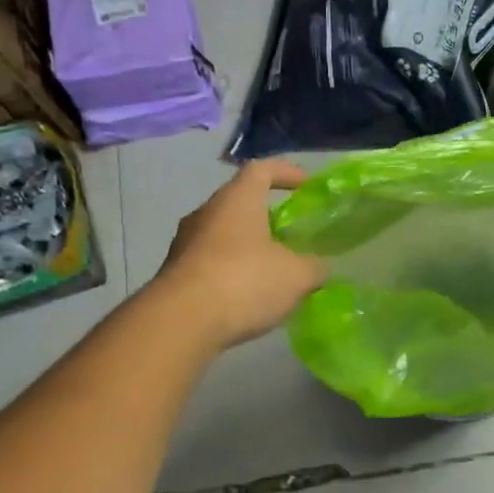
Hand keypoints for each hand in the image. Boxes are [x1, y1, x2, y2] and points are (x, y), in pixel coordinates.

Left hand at [153, 160, 329, 350]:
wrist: (180, 322)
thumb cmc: (244, 282)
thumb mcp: (296, 277)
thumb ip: (314, 268)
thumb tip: (319, 268)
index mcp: (237, 200)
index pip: (261, 169)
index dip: (285, 172)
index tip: (305, 183)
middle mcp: (206, 213)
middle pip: (239, 203)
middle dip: (266, 216)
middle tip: (290, 235)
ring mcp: (185, 243)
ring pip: (223, 235)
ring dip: (247, 247)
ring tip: (271, 271)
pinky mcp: (174, 274)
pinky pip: (210, 263)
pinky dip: (231, 272)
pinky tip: (247, 296)